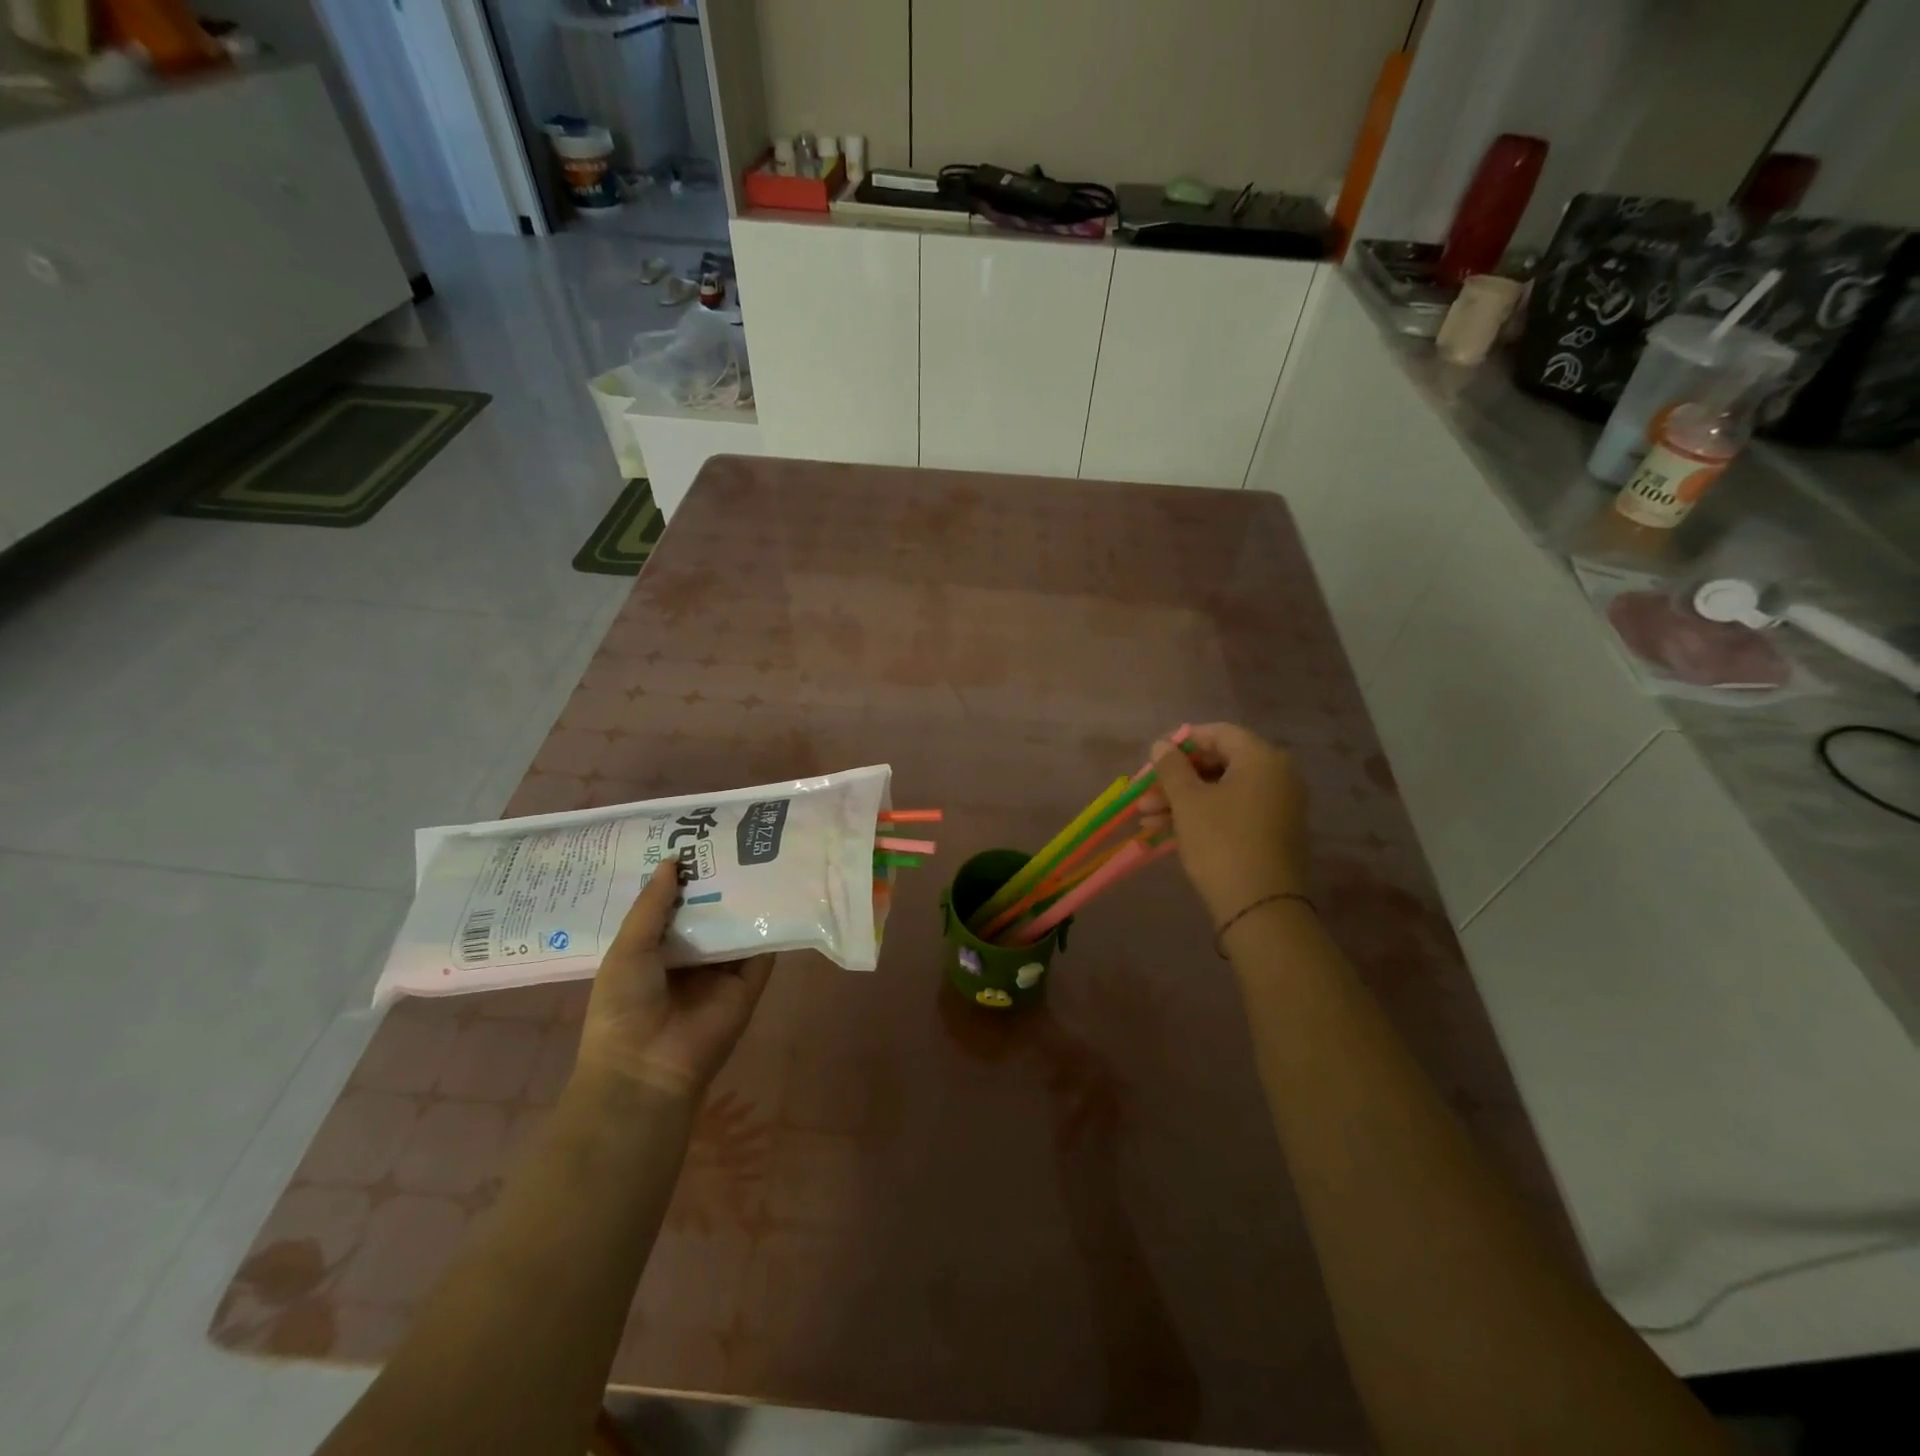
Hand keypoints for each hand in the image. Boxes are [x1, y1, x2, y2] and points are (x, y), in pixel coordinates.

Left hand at [574, 861, 774, 1100]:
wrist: (647, 1068)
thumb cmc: (623, 1007)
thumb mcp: (628, 949)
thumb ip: (653, 905)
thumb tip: (673, 859)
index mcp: (656, 951)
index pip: (676, 906)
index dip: (685, 877)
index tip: (698, 840)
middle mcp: (692, 957)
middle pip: (710, 913)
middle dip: (719, 882)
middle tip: (734, 838)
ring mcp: (723, 971)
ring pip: (738, 927)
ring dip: (746, 898)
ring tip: (760, 854)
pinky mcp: (750, 984)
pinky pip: (763, 950)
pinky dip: (771, 925)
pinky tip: (779, 891)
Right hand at [1138, 722, 1310, 925]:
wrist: (1260, 907)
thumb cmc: (1221, 842)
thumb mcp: (1188, 801)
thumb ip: (1171, 767)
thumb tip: (1161, 745)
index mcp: (1261, 759)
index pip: (1218, 733)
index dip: (1182, 743)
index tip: (1153, 759)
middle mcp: (1276, 776)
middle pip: (1218, 763)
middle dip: (1177, 778)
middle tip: (1145, 795)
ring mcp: (1277, 806)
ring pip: (1221, 791)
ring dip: (1182, 800)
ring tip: (1146, 819)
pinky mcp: (1271, 833)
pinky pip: (1232, 811)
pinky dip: (1201, 816)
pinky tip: (1165, 832)